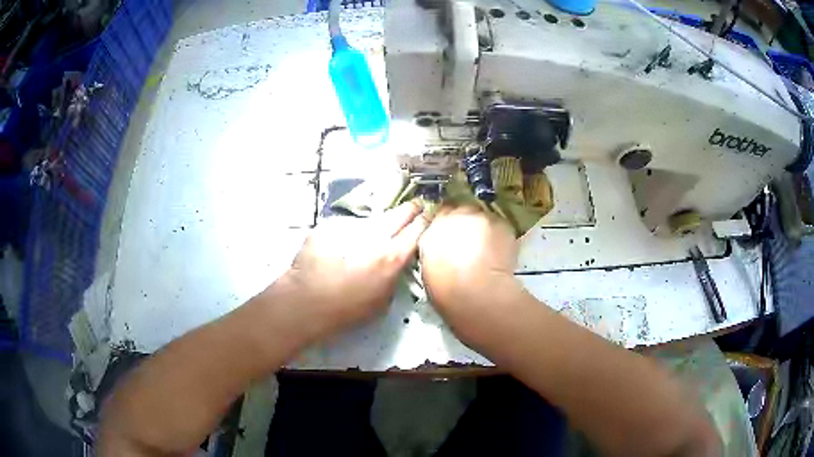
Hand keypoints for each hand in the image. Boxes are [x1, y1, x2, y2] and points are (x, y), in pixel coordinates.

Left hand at [270, 201, 429, 342]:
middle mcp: (374, 236)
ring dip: (376, 225)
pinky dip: (349, 234)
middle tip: (415, 205)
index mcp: (391, 257)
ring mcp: (350, 227)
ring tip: (370, 237)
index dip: (425, 220)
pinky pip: (347, 227)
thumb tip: (396, 263)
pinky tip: (340, 247)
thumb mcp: (382, 301)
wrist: (305, 302)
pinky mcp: (329, 226)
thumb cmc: (347, 310)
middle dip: (409, 209)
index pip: (417, 229)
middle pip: (398, 214)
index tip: (429, 214)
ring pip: (371, 221)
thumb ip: (394, 276)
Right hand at [418, 205, 523, 342]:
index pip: (440, 214)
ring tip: (488, 249)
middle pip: (462, 210)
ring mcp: (480, 216)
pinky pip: (500, 226)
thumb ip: (434, 248)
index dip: (448, 224)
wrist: (476, 292)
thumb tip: (442, 246)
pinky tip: (500, 252)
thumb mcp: (428, 267)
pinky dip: (500, 235)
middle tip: (471, 243)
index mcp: (432, 228)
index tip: (452, 236)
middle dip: (466, 222)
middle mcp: (455, 216)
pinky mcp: (501, 223)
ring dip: (484, 228)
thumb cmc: (447, 288)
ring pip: (483, 217)